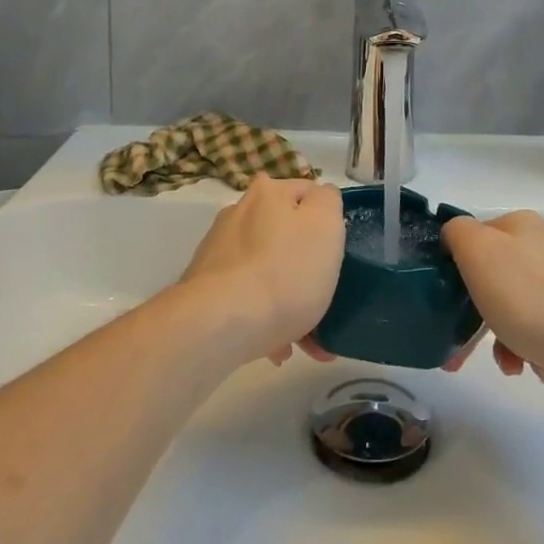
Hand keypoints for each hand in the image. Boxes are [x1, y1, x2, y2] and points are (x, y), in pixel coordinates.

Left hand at [180, 174, 343, 365]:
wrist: (221, 324)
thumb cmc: (285, 272)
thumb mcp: (326, 225)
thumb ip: (329, 201)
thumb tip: (319, 199)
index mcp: (267, 193)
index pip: (308, 194)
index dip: (328, 222)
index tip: (338, 254)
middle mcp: (238, 214)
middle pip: (286, 236)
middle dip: (307, 268)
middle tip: (325, 302)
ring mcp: (218, 252)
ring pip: (268, 271)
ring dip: (289, 301)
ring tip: (305, 342)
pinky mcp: (205, 288)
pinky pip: (247, 297)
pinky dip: (265, 318)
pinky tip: (278, 349)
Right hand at [441, 211, 543, 380]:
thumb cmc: (532, 296)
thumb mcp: (478, 253)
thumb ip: (457, 234)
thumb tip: (456, 237)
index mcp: (518, 224)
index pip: (473, 241)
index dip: (455, 276)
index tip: (446, 313)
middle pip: (498, 280)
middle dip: (481, 319)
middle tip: (467, 356)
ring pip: (524, 307)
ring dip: (509, 338)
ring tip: (515, 367)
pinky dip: (540, 348)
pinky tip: (542, 367)